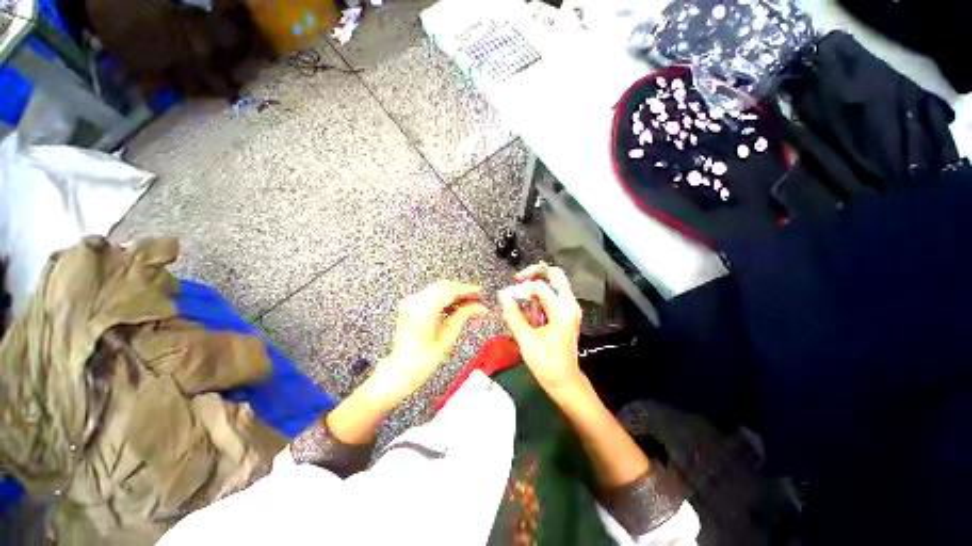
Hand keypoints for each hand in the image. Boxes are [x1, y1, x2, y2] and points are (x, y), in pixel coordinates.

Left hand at [368, 281, 488, 404]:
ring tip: (467, 304)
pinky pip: (430, 295)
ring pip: (438, 289)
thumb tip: (479, 308)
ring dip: (453, 295)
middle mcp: (415, 302)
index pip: (450, 290)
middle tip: (476, 299)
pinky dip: (443, 298)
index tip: (478, 292)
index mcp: (424, 309)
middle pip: (444, 286)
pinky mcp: (409, 307)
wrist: (402, 369)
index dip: (467, 289)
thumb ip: (463, 316)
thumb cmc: (421, 360)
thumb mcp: (448, 337)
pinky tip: (453, 307)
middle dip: (461, 291)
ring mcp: (410, 303)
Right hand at [498, 264, 584, 394]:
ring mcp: (571, 307)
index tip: (507, 296)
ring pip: (555, 282)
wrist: (564, 380)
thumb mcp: (525, 338)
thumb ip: (513, 313)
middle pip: (555, 274)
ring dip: (537, 283)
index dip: (521, 288)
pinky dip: (540, 294)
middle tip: (518, 280)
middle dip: (535, 273)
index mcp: (561, 310)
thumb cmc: (545, 362)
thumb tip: (502, 294)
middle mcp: (570, 304)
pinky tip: (528, 305)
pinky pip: (554, 294)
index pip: (540, 286)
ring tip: (520, 294)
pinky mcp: (567, 312)